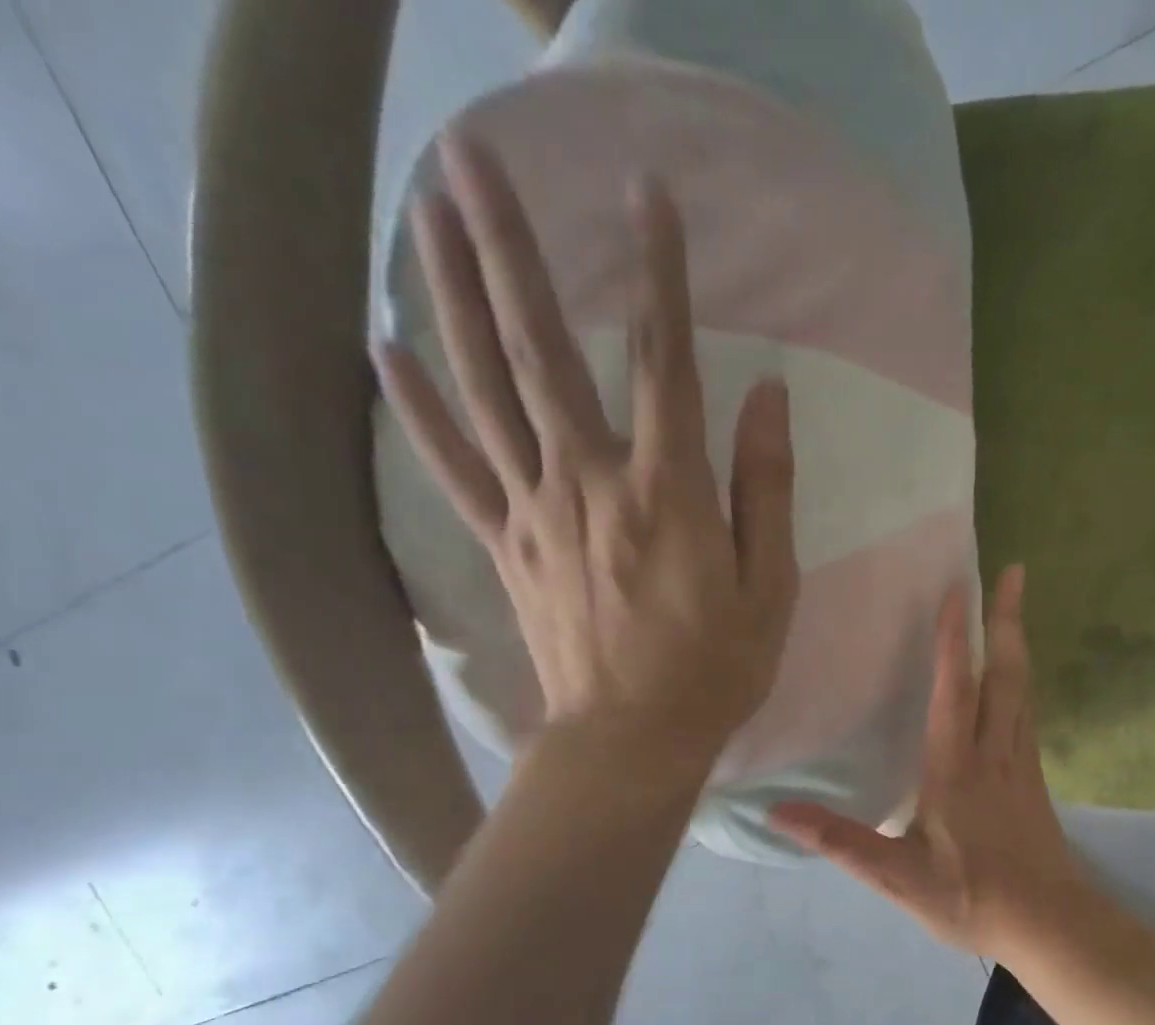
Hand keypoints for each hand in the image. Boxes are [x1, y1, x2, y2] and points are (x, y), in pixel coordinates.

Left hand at [373, 134, 797, 771]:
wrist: (631, 740)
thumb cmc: (716, 670)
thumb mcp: (771, 588)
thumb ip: (766, 489)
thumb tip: (768, 396)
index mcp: (669, 494)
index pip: (665, 361)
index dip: (659, 272)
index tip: (647, 192)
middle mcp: (591, 484)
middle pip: (542, 350)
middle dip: (508, 247)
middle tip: (470, 154)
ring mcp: (535, 512)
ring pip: (485, 389)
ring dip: (449, 295)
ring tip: (419, 210)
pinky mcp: (505, 545)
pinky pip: (453, 466)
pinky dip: (416, 407)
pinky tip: (383, 348)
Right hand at [773, 567, 1087, 959]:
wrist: (1050, 925)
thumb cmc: (973, 898)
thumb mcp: (898, 878)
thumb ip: (841, 842)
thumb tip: (778, 812)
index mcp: (956, 768)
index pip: (954, 690)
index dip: (953, 639)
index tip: (957, 588)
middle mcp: (994, 753)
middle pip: (1005, 674)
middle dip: (1006, 619)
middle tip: (1014, 570)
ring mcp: (1021, 765)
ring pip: (1023, 691)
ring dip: (1018, 643)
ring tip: (1015, 606)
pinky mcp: (1034, 780)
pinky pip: (1028, 715)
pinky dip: (1022, 682)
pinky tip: (1018, 680)